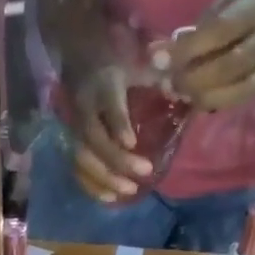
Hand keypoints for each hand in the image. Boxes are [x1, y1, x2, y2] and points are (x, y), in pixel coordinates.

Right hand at [64, 61, 151, 201]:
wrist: (79, 56)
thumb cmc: (117, 61)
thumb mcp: (138, 61)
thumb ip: (159, 77)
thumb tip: (183, 92)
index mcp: (104, 84)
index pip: (109, 106)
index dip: (118, 124)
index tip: (132, 143)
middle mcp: (85, 108)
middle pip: (95, 139)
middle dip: (117, 160)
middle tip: (143, 172)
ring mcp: (75, 127)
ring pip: (83, 157)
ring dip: (104, 178)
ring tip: (129, 191)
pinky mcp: (71, 142)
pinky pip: (78, 169)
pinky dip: (92, 186)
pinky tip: (110, 198)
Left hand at [166, 0, 254, 111]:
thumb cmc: (248, 11)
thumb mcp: (227, 4)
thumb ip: (197, 28)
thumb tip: (158, 53)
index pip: (220, 31)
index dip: (187, 49)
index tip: (159, 59)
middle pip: (227, 65)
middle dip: (191, 77)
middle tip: (167, 81)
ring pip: (232, 90)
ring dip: (198, 95)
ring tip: (178, 91)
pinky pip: (235, 101)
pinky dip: (210, 103)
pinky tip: (194, 99)